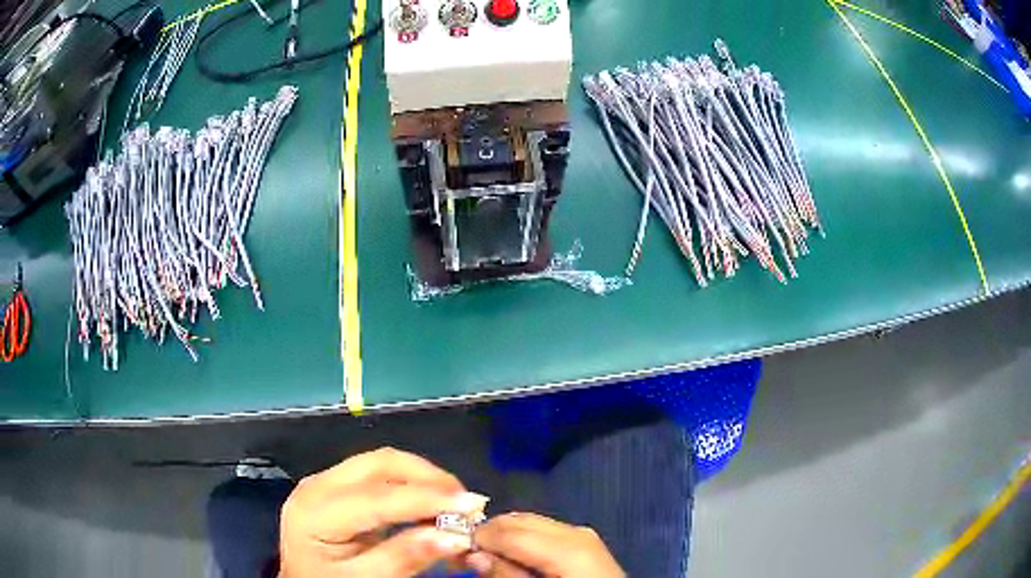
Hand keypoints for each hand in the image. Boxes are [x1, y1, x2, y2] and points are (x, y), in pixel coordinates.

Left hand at [279, 447, 488, 576]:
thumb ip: (403, 558)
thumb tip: (454, 536)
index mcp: (315, 511)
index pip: (378, 496)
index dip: (428, 498)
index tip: (474, 505)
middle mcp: (318, 485)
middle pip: (381, 464)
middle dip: (430, 478)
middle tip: (468, 504)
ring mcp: (326, 481)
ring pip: (383, 463)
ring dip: (424, 478)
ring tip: (456, 505)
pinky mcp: (337, 486)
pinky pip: (380, 475)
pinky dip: (412, 484)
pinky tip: (431, 504)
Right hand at [469, 513, 624, 576]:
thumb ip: (507, 575)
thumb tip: (474, 554)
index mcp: (568, 546)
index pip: (509, 530)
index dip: (476, 537)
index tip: (451, 548)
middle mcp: (575, 531)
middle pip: (519, 520)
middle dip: (489, 532)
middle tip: (465, 552)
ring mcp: (582, 534)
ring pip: (530, 522)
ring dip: (504, 535)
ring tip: (486, 555)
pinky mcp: (583, 541)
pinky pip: (544, 532)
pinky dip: (522, 540)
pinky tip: (513, 556)